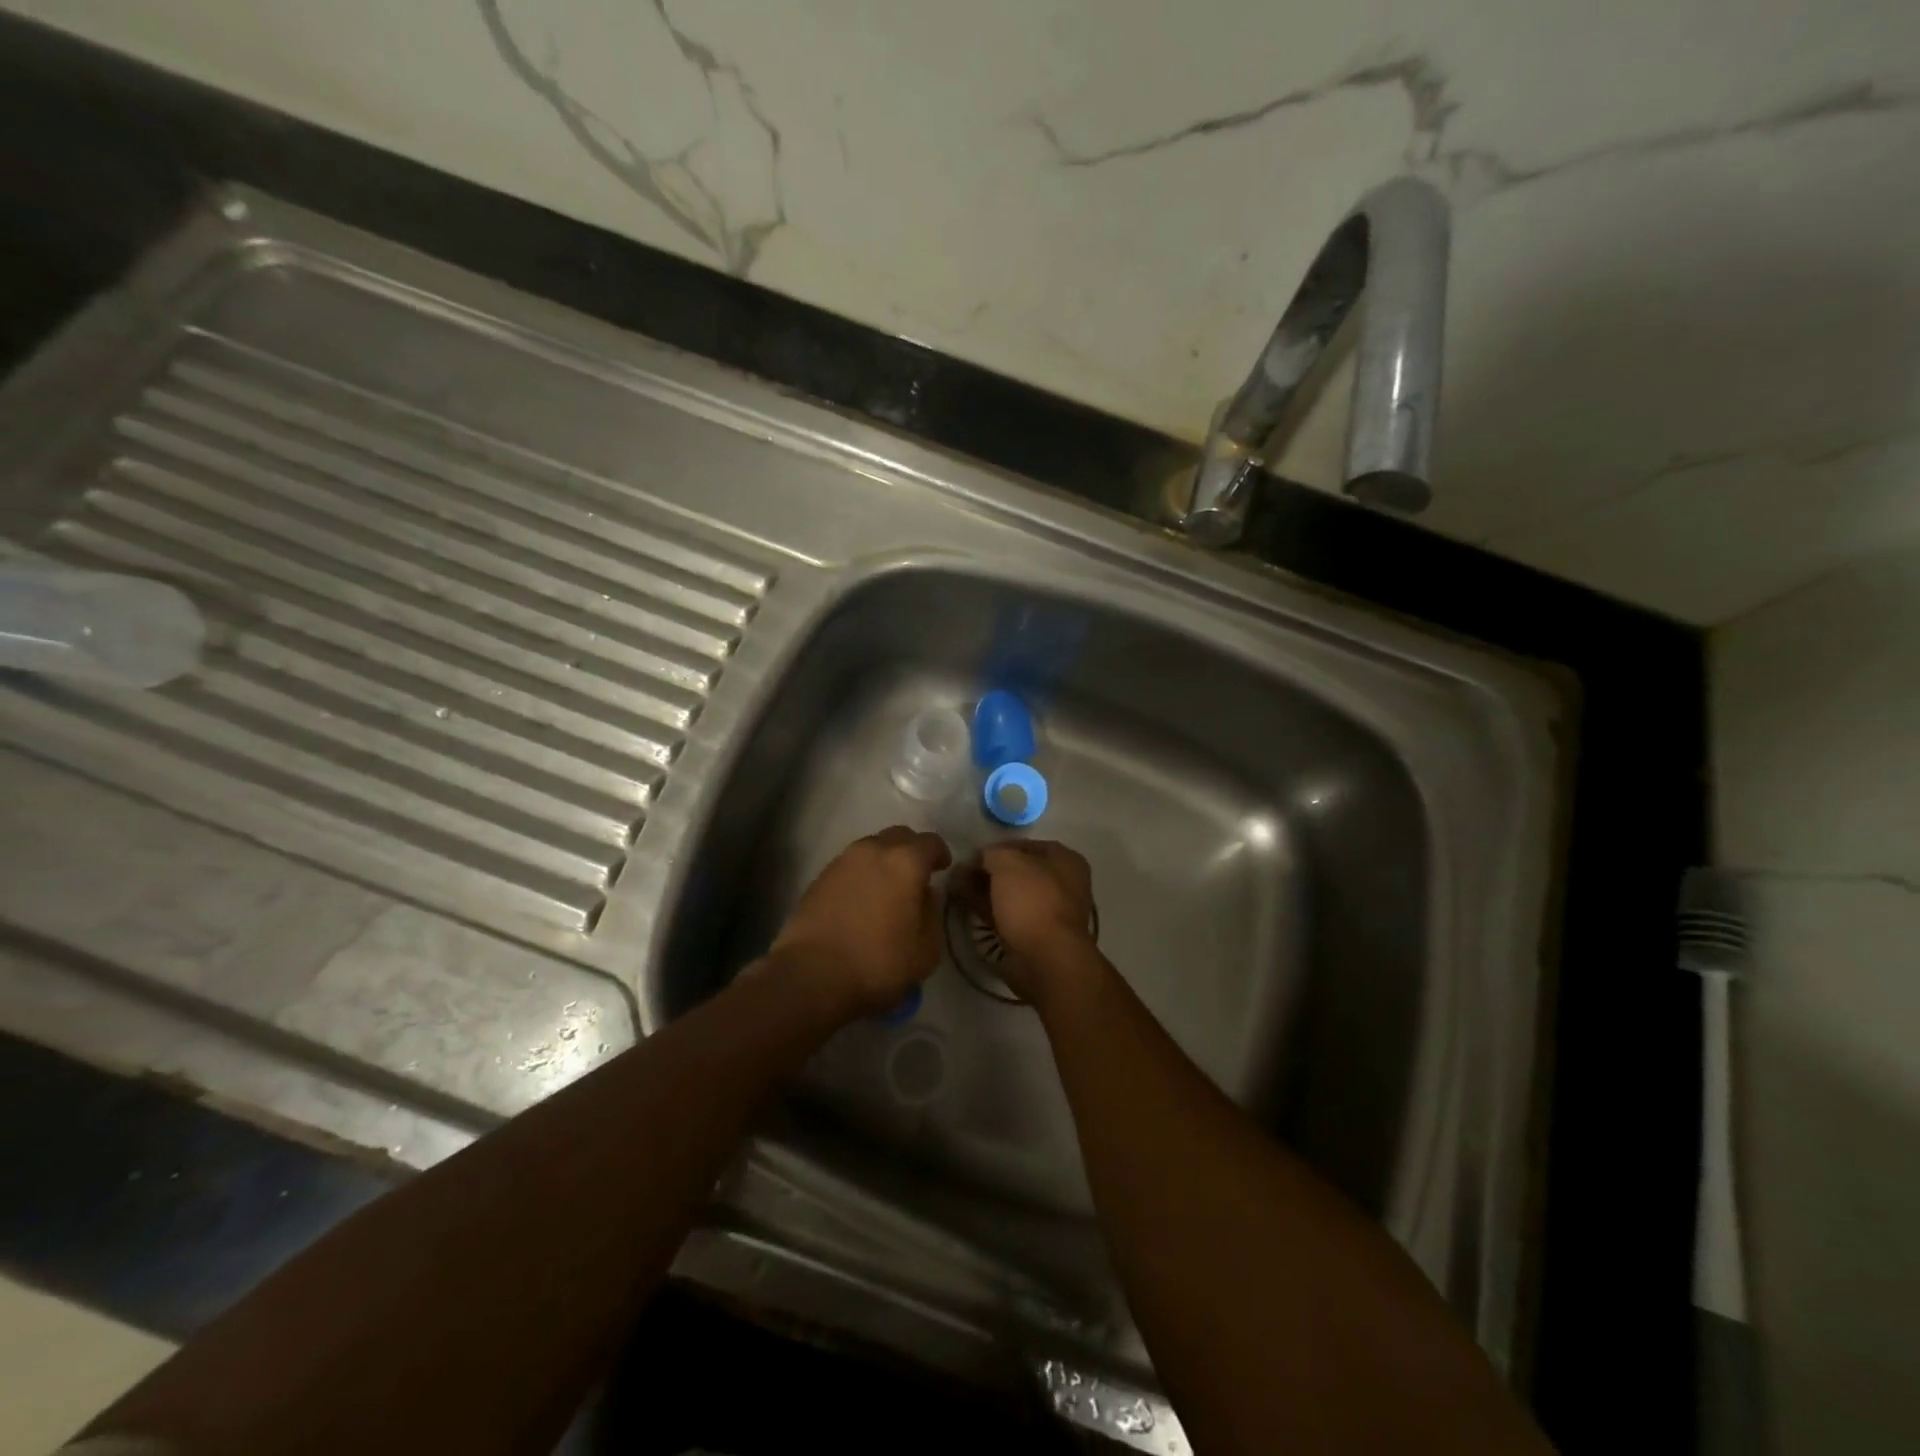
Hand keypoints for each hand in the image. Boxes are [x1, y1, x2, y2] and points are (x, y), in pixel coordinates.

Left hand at [767, 827, 951, 1020]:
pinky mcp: (819, 878)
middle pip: (899, 836)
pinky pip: (850, 866)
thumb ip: (931, 914)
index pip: (930, 842)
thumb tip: (924, 896)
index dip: (940, 853)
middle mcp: (873, 850)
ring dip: (884, 862)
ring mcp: (842, 861)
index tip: (943, 868)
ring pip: (871, 849)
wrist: (811, 975)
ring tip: (887, 890)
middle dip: (912, 850)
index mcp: (905, 861)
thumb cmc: (877, 962)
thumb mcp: (925, 950)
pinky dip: (861, 875)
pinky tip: (862, 901)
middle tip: (917, 875)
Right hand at [953, 840, 1096, 1002]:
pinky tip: (963, 903)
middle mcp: (1061, 884)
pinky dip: (986, 908)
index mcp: (1065, 861)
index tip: (973, 855)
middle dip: (988, 870)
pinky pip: (1006, 915)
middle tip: (960, 872)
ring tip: (955, 886)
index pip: (1026, 845)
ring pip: (1009, 894)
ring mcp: (1047, 912)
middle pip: (1017, 871)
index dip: (998, 847)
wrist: (1046, 959)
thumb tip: (980, 858)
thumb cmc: (1032, 900)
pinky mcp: (1033, 936)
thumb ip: (991, 853)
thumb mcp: (1008, 862)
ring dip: (983, 889)